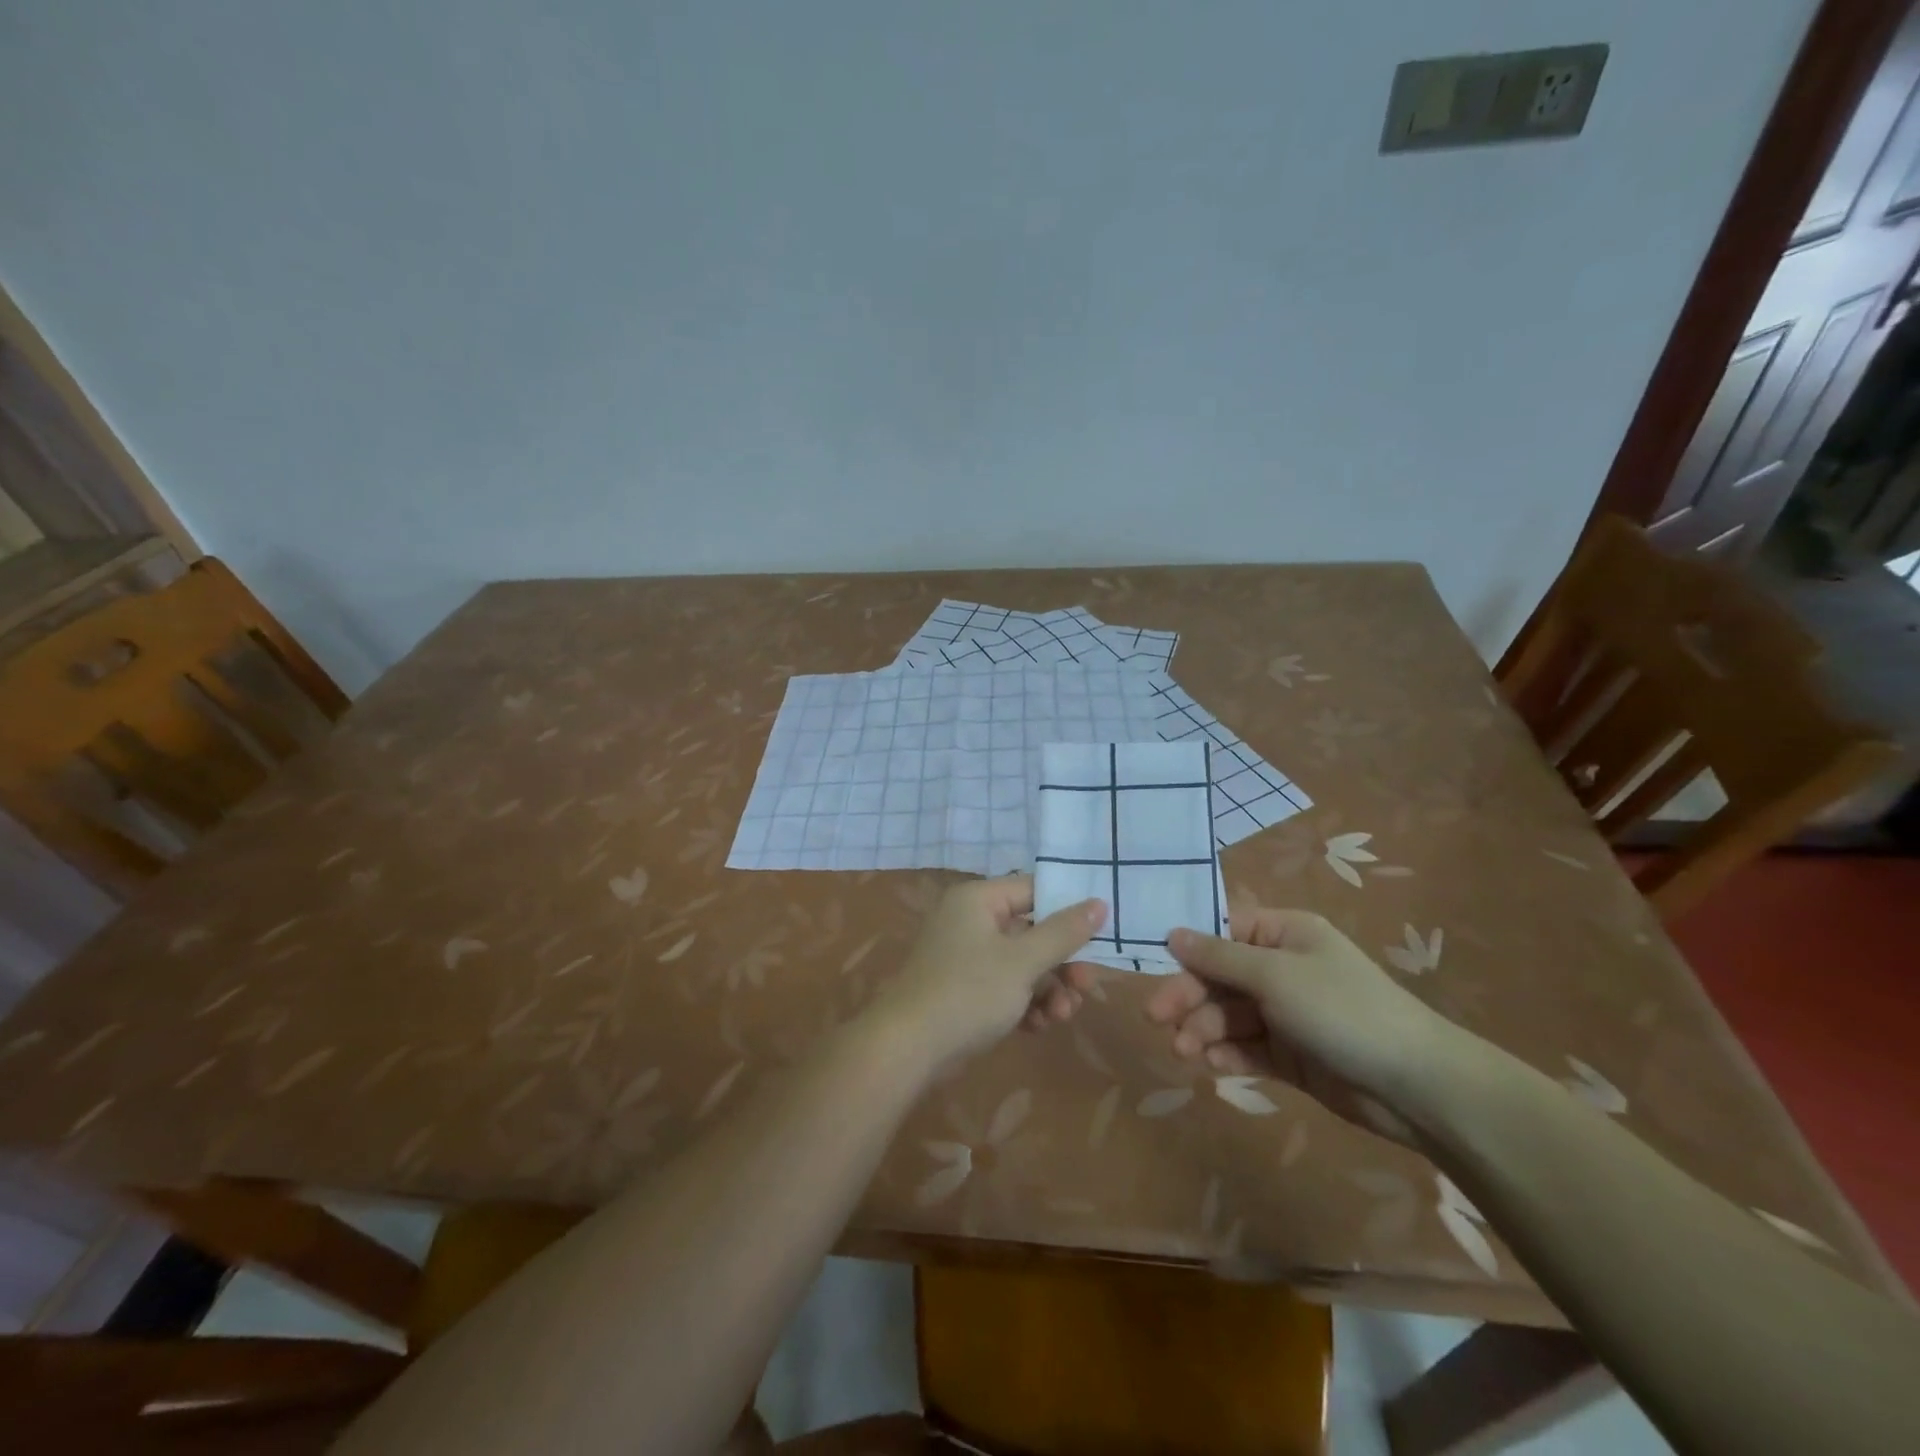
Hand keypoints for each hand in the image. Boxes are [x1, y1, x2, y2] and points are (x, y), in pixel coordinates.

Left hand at [871, 876, 1106, 1070]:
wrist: (909, 1049)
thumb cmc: (968, 992)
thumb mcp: (1023, 961)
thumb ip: (1063, 932)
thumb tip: (1099, 902)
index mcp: (979, 900)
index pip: (1034, 890)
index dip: (1069, 908)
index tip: (1102, 931)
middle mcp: (972, 921)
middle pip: (1032, 931)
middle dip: (1062, 963)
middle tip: (1087, 986)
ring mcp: (967, 957)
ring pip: (1023, 964)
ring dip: (1048, 989)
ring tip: (1062, 1015)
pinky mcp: (966, 990)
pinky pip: (1006, 987)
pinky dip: (1026, 1004)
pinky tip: (1039, 1026)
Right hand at [1147, 908, 1456, 1142]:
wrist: (1414, 1086)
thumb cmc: (1341, 1010)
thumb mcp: (1274, 975)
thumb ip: (1218, 957)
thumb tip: (1172, 933)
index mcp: (1283, 935)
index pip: (1223, 932)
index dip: (1188, 949)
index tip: (1154, 966)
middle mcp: (1281, 968)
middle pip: (1219, 976)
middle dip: (1188, 997)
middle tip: (1155, 1018)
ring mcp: (1286, 1013)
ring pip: (1228, 1015)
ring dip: (1203, 1030)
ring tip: (1184, 1052)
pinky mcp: (1290, 1055)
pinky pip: (1246, 1047)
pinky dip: (1227, 1054)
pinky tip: (1213, 1065)